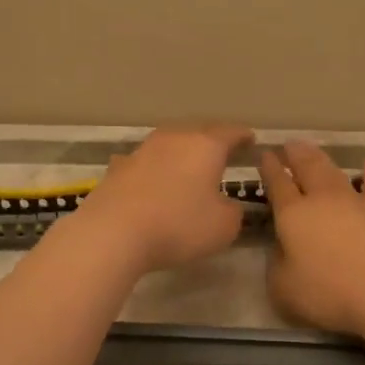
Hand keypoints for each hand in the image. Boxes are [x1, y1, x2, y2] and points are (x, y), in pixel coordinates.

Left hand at [73, 124, 254, 273]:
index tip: (251, 140)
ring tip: (187, 166)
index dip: (243, 136)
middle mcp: (174, 139)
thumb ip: (232, 211)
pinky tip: (150, 178)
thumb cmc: (179, 225)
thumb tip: (225, 205)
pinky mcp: (117, 168)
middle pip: (198, 132)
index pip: (231, 133)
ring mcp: (142, 151)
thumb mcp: (224, 226)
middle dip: (211, 140)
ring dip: (179, 153)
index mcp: (206, 146)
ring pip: (168, 143)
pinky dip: (152, 169)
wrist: (114, 232)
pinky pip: (143, 163)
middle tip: (222, 152)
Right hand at [258, 141, 364, 335]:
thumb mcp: (283, 287)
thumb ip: (277, 263)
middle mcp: (321, 199)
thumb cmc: (328, 292)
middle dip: (294, 155)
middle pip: (306, 168)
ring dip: (321, 158)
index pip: (277, 184)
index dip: (269, 169)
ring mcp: (353, 201)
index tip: (264, 155)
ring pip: (333, 171)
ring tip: (312, 149)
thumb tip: (282, 248)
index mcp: (292, 214)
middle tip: (288, 145)